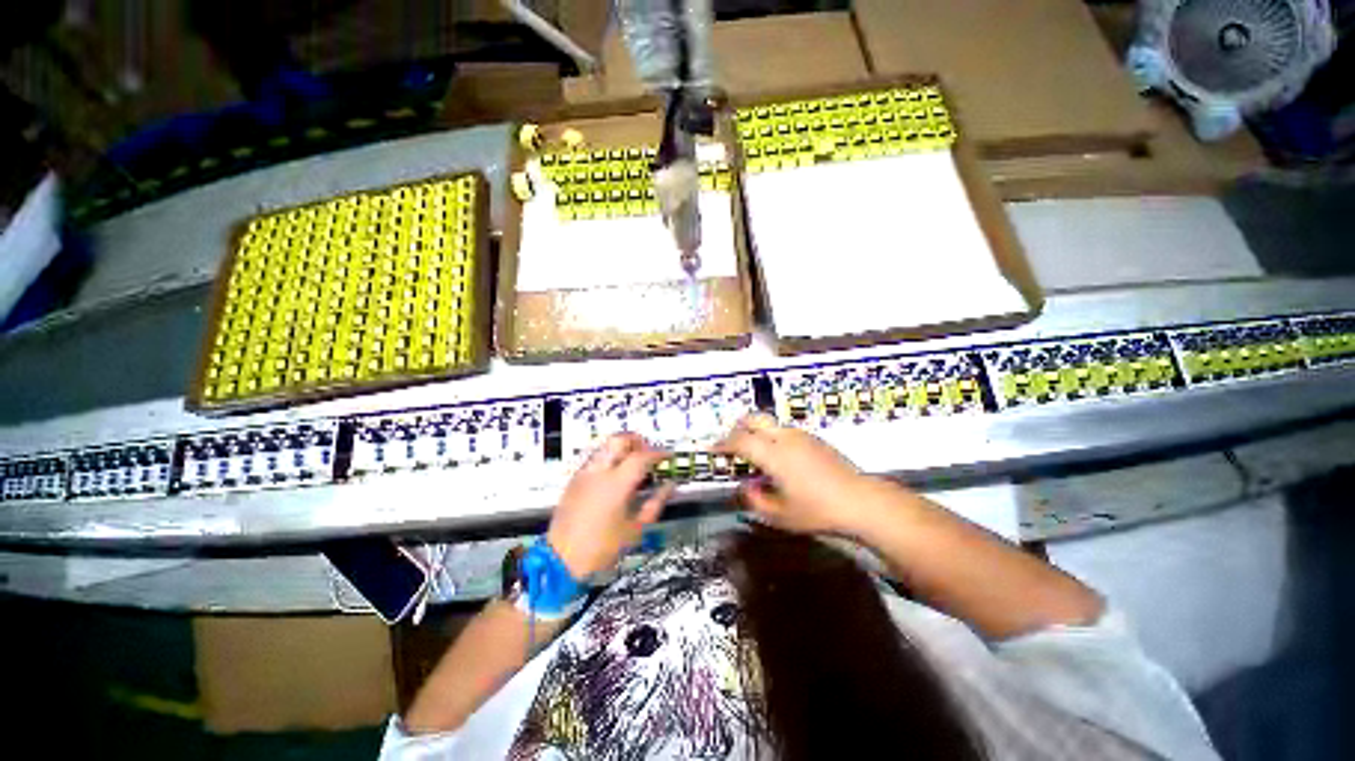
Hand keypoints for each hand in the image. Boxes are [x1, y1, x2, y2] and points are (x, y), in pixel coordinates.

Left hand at [546, 433, 673, 577]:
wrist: (562, 557)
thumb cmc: (602, 548)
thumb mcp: (635, 530)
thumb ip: (654, 504)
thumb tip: (669, 486)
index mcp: (616, 484)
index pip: (641, 456)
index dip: (658, 453)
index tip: (669, 456)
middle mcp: (597, 472)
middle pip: (618, 440)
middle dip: (637, 441)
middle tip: (650, 454)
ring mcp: (582, 474)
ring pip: (604, 448)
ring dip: (621, 449)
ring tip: (634, 467)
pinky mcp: (573, 482)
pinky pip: (593, 461)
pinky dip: (608, 460)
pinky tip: (616, 479)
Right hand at [715, 413, 885, 536]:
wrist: (858, 501)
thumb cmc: (816, 511)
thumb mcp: (779, 515)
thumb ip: (755, 499)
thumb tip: (745, 488)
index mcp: (774, 454)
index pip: (740, 440)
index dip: (722, 444)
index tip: (712, 452)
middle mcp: (787, 438)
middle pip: (755, 420)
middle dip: (738, 429)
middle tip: (729, 447)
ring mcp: (805, 437)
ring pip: (773, 425)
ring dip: (758, 434)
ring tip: (753, 457)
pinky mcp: (818, 441)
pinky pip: (788, 433)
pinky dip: (774, 440)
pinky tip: (778, 462)